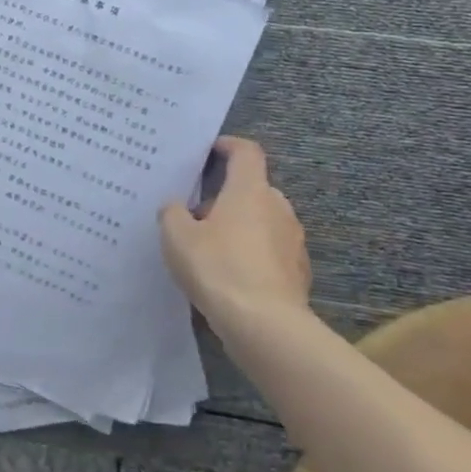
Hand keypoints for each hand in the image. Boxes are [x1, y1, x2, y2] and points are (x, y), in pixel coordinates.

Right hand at [159, 137, 311, 335]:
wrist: (265, 325)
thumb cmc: (218, 267)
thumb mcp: (176, 236)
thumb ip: (172, 213)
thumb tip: (177, 207)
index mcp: (250, 190)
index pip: (246, 152)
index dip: (228, 146)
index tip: (209, 152)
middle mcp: (278, 208)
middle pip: (253, 188)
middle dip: (226, 196)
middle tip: (196, 214)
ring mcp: (293, 241)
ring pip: (262, 221)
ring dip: (239, 226)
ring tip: (209, 248)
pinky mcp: (298, 272)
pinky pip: (270, 251)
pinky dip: (251, 254)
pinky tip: (229, 276)